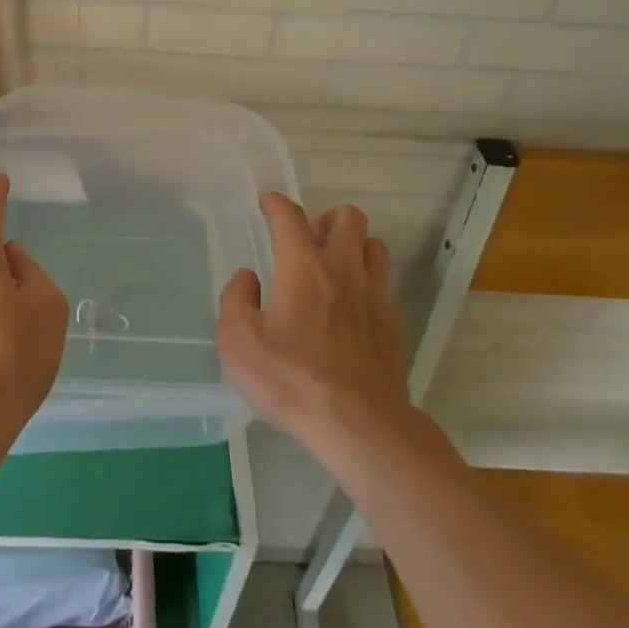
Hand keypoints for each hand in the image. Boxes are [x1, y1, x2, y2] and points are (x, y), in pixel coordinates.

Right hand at [217, 196, 409, 449]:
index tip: (267, 202)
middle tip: (308, 240)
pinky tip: (351, 308)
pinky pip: (383, 284)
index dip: (276, 203)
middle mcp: (342, 268)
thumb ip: (235, 301)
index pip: (290, 216)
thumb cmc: (292, 379)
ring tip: (334, 267)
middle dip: (326, 218)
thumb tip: (247, 278)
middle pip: (347, 217)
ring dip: (354, 246)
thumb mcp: (239, 342)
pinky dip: (367, 282)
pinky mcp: (393, 324)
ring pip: (374, 245)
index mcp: (303, 266)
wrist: (359, 425)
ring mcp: (374, 295)